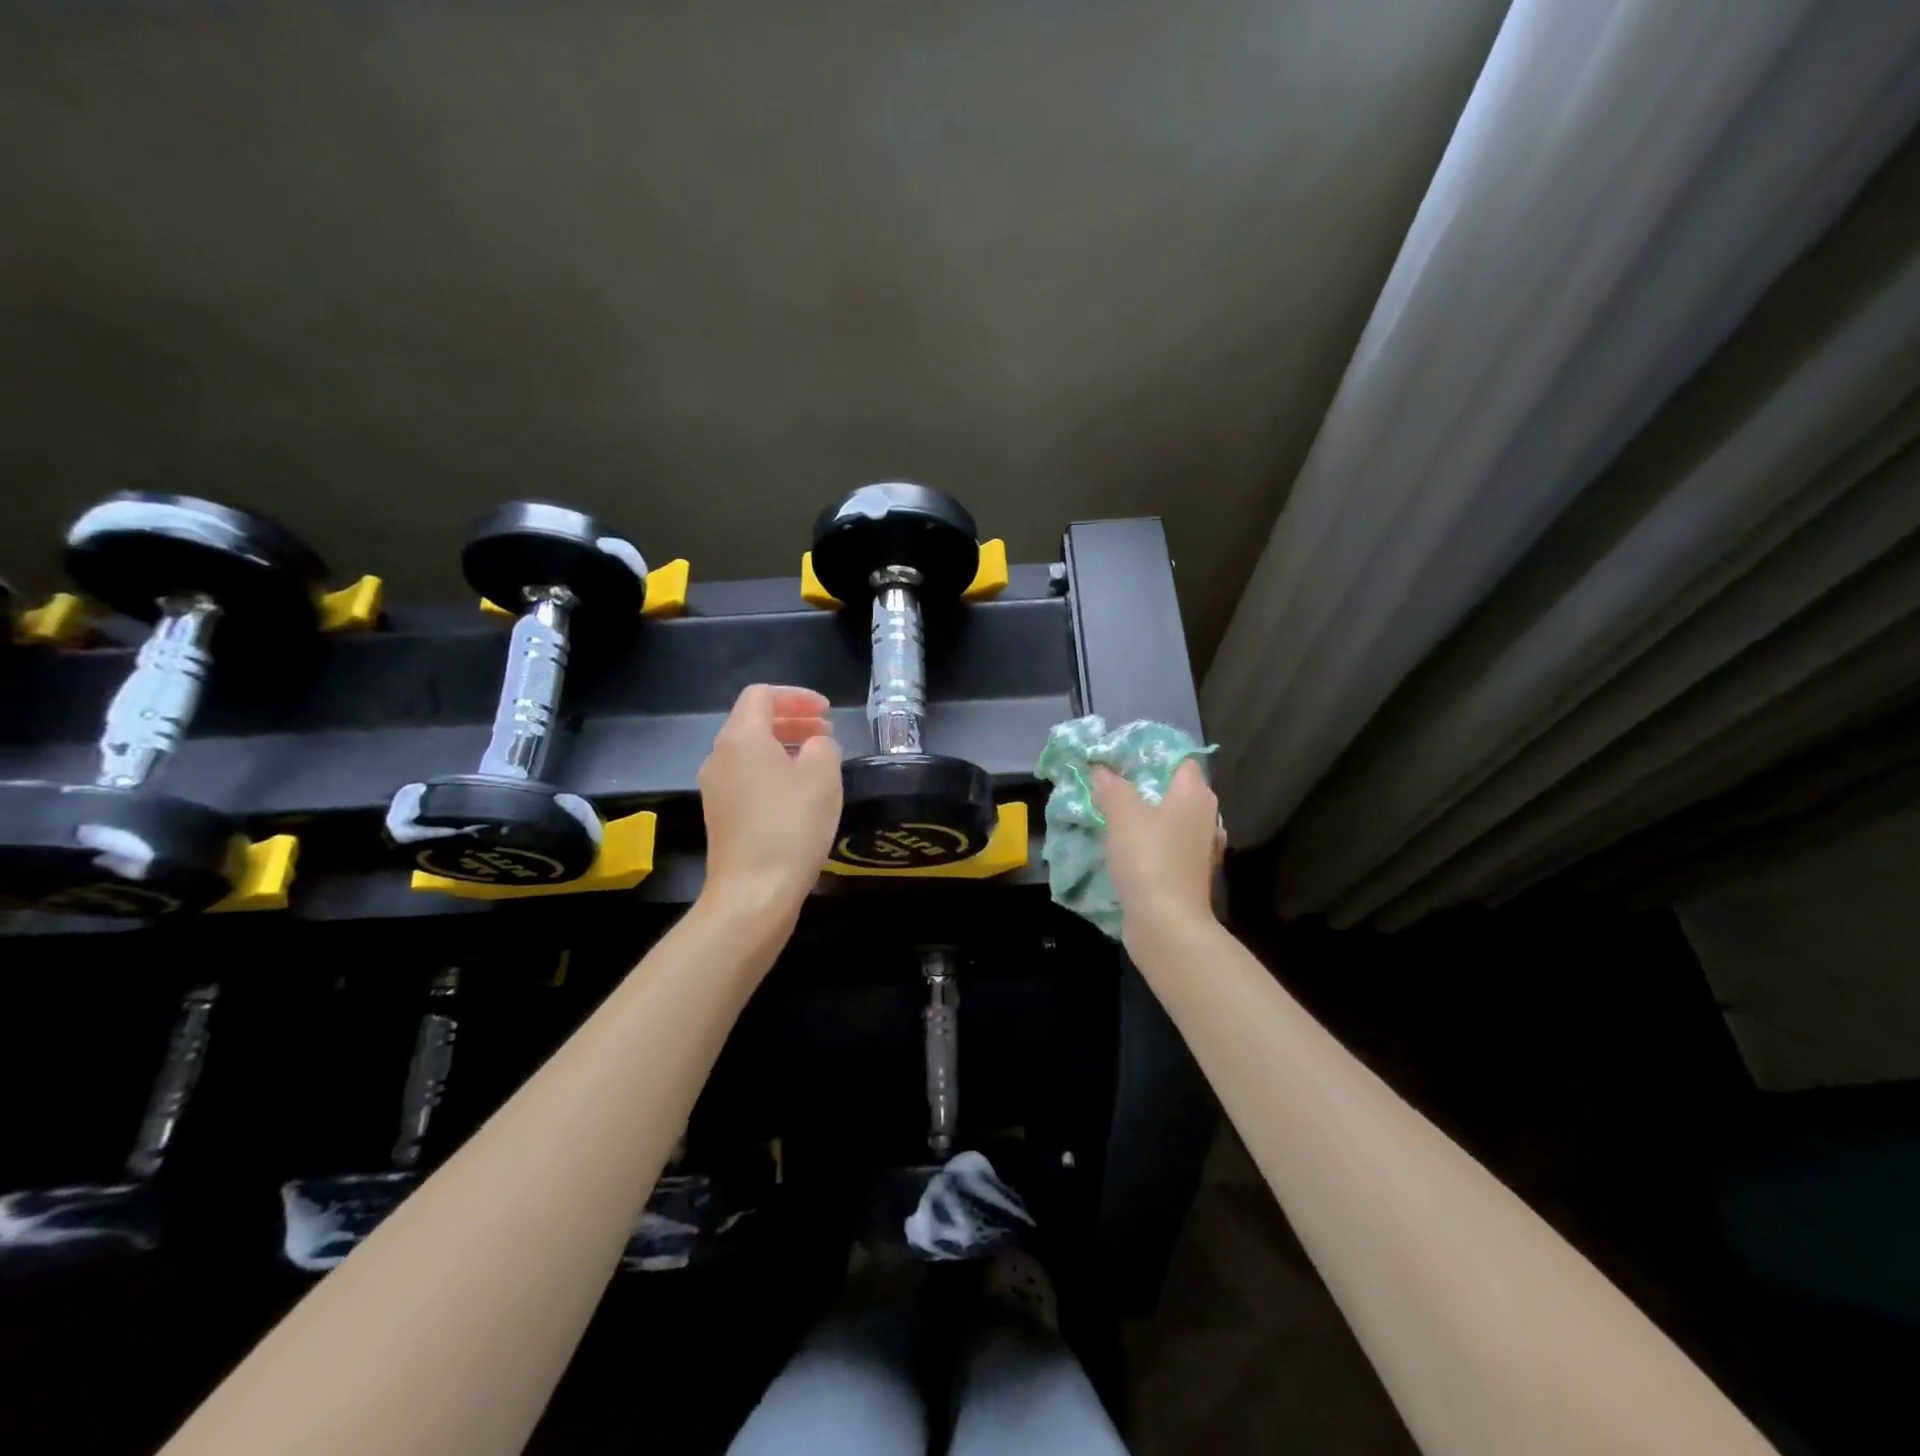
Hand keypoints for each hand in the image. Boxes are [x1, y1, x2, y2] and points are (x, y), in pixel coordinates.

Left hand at [697, 685, 842, 916]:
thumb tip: (814, 746)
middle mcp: (720, 757)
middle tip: (826, 732)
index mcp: (740, 738)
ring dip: (784, 747)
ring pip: (750, 751)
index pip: (761, 695)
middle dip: (792, 720)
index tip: (826, 712)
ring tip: (818, 761)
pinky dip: (774, 772)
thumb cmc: (790, 826)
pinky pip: (747, 777)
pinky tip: (800, 794)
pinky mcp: (721, 816)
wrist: (753, 893)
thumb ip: (823, 746)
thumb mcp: (823, 776)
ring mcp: (716, 789)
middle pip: (752, 722)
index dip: (796, 696)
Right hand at [1092, 760, 1221, 939]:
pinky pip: (1164, 846)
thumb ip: (1112, 786)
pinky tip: (1122, 846)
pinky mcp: (1187, 874)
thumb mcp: (1123, 814)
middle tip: (1107, 783)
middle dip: (1142, 785)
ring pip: (1168, 820)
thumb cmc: (1149, 858)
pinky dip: (1146, 843)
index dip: (1151, 754)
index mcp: (1195, 794)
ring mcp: (1198, 848)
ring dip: (1143, 817)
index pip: (1179, 760)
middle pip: (1172, 790)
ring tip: (1109, 813)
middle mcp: (1204, 817)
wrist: (1167, 924)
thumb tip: (1101, 769)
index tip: (1119, 757)